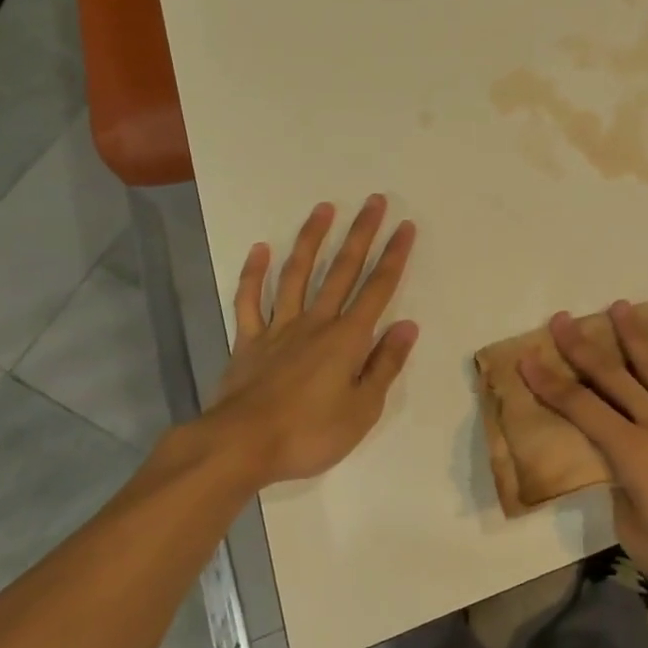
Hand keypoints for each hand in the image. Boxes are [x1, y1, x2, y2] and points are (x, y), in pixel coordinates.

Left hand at [205, 196, 418, 487]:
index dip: (394, 256)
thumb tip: (407, 325)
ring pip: (297, 274)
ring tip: (324, 209)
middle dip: (361, 234)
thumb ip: (385, 364)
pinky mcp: (248, 341)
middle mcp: (316, 322)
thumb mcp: (363, 410)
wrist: (240, 446)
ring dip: (312, 239)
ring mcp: (278, 328)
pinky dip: (254, 274)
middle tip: (374, 201)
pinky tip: (260, 249)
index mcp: (347, 338)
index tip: (405, 225)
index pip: (378, 289)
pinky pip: (249, 301)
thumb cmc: (309, 434)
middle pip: (342, 270)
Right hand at [521, 301, 647, 615]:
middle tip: (563, 319)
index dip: (550, 384)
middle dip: (583, 348)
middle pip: (613, 379)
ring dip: (635, 338)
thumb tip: (623, 474)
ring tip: (619, 306)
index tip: (527, 358)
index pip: (581, 409)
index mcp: (631, 453)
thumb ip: (622, 494)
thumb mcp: (634, 536)